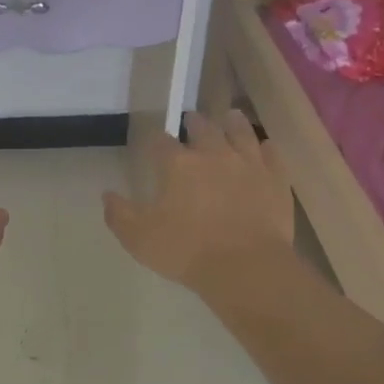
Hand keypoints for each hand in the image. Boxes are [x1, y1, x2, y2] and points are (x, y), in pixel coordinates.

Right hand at [103, 110, 293, 293]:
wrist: (246, 267)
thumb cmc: (186, 251)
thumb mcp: (139, 238)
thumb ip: (120, 214)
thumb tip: (107, 194)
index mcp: (178, 164)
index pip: (161, 142)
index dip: (154, 139)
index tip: (152, 141)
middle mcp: (213, 154)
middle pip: (203, 128)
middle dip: (194, 122)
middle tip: (192, 120)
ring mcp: (249, 164)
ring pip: (241, 132)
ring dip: (233, 123)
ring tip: (229, 117)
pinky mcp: (276, 180)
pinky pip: (272, 154)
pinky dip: (266, 148)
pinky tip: (264, 147)